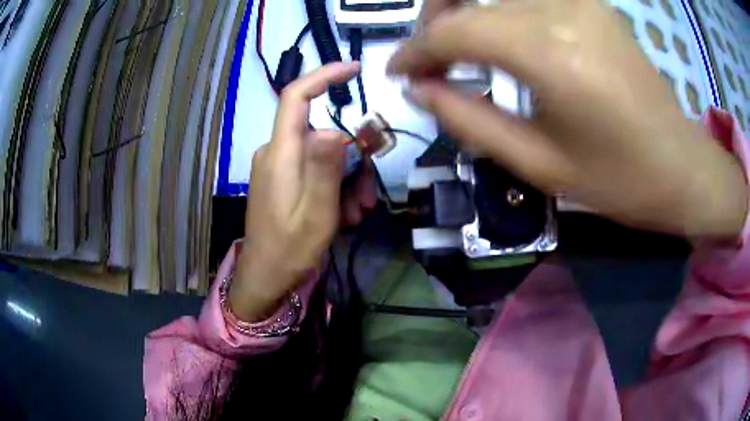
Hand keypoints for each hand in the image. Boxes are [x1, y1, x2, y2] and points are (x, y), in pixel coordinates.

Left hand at [229, 63, 360, 321]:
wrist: (264, 279)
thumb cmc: (289, 250)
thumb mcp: (316, 213)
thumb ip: (324, 168)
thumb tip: (333, 128)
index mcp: (280, 154)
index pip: (296, 97)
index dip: (323, 77)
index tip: (354, 69)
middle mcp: (276, 153)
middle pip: (321, 134)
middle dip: (352, 159)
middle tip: (368, 196)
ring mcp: (278, 168)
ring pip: (322, 156)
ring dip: (347, 180)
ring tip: (358, 213)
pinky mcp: (282, 181)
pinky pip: (313, 171)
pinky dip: (333, 187)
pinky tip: (344, 214)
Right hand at [389, 0, 746, 240]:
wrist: (681, 168)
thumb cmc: (619, 180)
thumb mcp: (539, 165)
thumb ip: (469, 121)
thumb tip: (419, 90)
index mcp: (550, 53)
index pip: (455, 31)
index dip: (415, 49)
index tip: (397, 72)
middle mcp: (561, 10)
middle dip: (434, 25)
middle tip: (427, 62)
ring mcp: (580, 1)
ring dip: (465, 13)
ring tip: (457, 49)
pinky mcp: (593, 4)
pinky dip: (500, 11)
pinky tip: (502, 40)